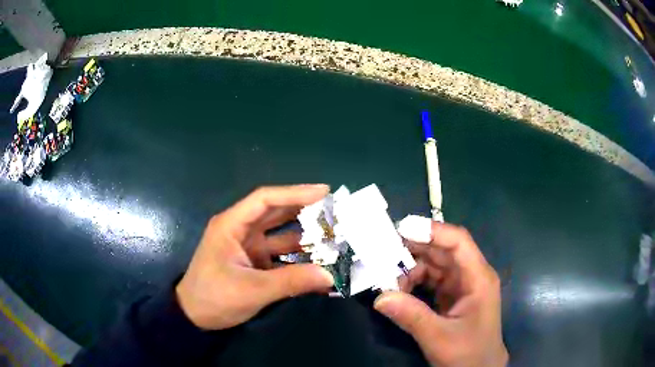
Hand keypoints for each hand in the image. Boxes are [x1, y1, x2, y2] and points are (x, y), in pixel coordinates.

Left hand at [176, 185, 334, 329]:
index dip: (295, 193)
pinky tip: (319, 261)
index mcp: (232, 225)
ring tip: (333, 235)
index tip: (324, 192)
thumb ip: (291, 282)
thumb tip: (329, 276)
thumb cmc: (214, 297)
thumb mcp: (252, 290)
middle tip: (335, 210)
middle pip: (275, 212)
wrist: (194, 318)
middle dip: (304, 210)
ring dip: (304, 235)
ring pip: (280, 234)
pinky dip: (298, 256)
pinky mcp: (253, 262)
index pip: (265, 199)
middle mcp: (240, 230)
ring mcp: (247, 247)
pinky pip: (280, 254)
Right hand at [375, 222, 507, 366]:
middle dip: (414, 249)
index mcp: (478, 278)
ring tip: (388, 279)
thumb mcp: (439, 337)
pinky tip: (399, 291)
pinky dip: (414, 283)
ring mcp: (461, 286)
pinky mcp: (452, 297)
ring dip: (411, 269)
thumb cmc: (468, 353)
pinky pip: (431, 281)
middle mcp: (471, 275)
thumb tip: (380, 297)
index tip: (401, 230)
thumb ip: (412, 317)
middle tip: (383, 252)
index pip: (458, 242)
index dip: (432, 231)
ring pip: (434, 265)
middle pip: (443, 251)